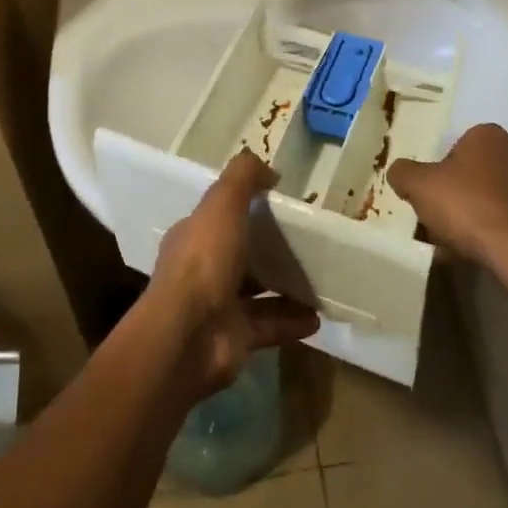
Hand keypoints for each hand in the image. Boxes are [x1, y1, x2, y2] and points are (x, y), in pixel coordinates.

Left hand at [149, 150, 319, 398]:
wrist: (188, 335)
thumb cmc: (203, 261)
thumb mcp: (223, 204)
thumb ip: (243, 178)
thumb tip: (268, 169)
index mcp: (194, 237)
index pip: (218, 218)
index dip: (243, 208)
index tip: (277, 202)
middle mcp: (204, 271)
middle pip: (240, 256)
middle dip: (268, 250)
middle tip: (306, 242)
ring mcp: (219, 307)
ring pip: (257, 293)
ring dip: (286, 288)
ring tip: (319, 280)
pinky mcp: (236, 338)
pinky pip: (270, 326)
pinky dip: (292, 321)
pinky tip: (317, 317)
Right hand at [387, 124, 507, 268]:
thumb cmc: (466, 204)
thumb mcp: (418, 185)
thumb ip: (403, 173)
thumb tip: (398, 172)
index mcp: (487, 134)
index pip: (455, 145)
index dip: (438, 170)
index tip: (428, 193)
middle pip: (473, 171)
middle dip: (455, 192)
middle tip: (437, 215)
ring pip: (488, 196)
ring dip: (471, 213)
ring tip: (451, 241)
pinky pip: (504, 218)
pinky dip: (489, 230)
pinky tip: (472, 251)